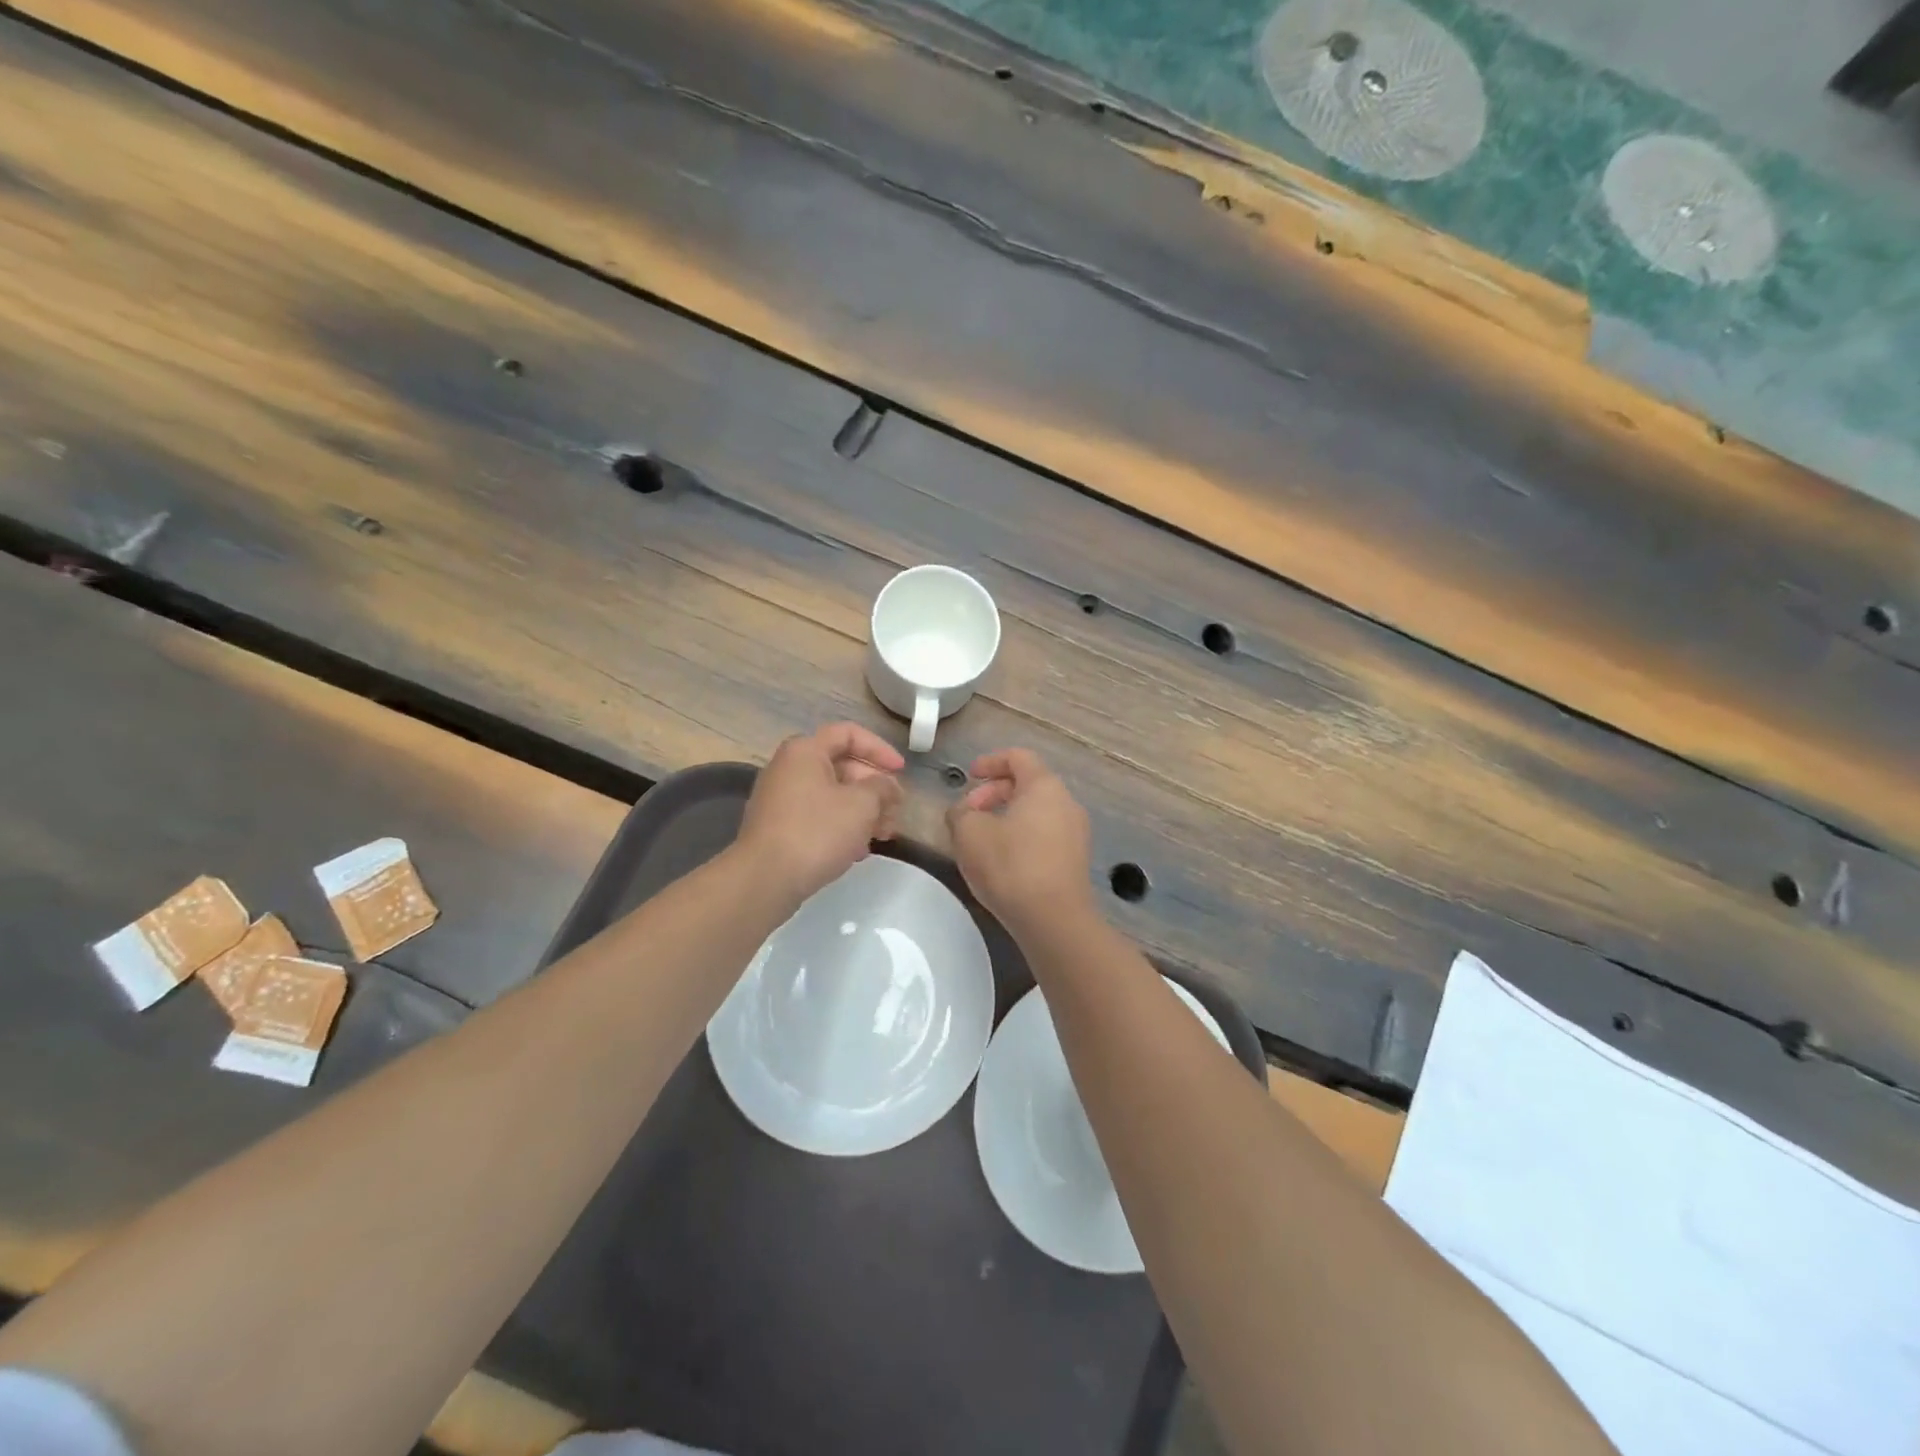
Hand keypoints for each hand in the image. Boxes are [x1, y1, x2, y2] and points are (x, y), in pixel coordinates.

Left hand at [735, 723, 904, 905]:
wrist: (765, 879)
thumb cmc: (817, 831)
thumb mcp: (862, 804)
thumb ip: (882, 787)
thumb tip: (887, 786)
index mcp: (805, 751)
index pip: (848, 734)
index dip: (880, 749)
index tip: (901, 771)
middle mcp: (788, 768)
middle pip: (842, 766)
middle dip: (875, 788)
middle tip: (895, 811)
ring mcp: (780, 799)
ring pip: (832, 795)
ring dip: (863, 811)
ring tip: (884, 835)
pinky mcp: (778, 828)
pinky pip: (818, 816)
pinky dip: (842, 826)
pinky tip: (858, 850)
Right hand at [947, 749, 1094, 936]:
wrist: (1054, 920)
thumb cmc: (1011, 866)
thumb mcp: (969, 833)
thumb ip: (960, 813)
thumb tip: (963, 812)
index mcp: (1044, 786)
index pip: (1018, 757)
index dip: (990, 762)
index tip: (969, 776)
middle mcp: (1066, 803)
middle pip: (1028, 784)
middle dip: (993, 793)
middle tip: (968, 813)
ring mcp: (1075, 833)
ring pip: (1036, 812)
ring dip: (1005, 817)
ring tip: (980, 840)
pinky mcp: (1074, 860)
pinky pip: (1044, 835)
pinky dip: (1020, 837)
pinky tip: (1001, 862)